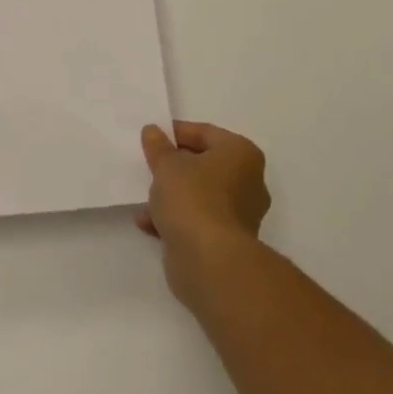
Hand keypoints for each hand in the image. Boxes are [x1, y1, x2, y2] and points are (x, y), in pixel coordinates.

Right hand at [137, 121, 271, 293]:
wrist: (210, 262)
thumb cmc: (193, 199)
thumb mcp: (167, 166)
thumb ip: (158, 147)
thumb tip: (153, 131)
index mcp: (241, 154)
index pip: (205, 133)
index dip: (176, 133)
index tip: (152, 138)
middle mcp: (247, 181)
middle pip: (204, 165)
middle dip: (174, 167)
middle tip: (149, 166)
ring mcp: (239, 214)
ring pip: (199, 195)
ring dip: (171, 195)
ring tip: (144, 198)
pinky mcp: (226, 242)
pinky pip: (197, 220)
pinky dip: (175, 219)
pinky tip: (148, 223)